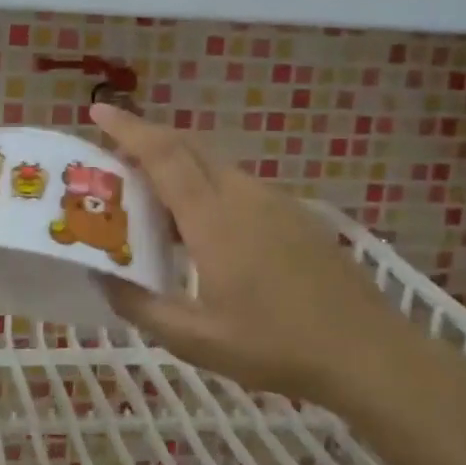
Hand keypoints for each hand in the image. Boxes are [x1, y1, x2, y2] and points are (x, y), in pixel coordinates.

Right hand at [91, 103, 406, 404]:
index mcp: (213, 218)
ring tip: (153, 200)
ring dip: (178, 166)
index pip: (163, 155)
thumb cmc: (274, 346)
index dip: (128, 129)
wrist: (366, 352)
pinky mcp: (295, 214)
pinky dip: (206, 187)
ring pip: (215, 165)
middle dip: (148, 138)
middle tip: (114, 155)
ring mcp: (274, 200)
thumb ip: (140, 306)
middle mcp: (242, 195)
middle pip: (188, 147)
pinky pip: (238, 185)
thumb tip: (102, 276)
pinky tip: (203, 229)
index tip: (98, 112)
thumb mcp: (194, 339)